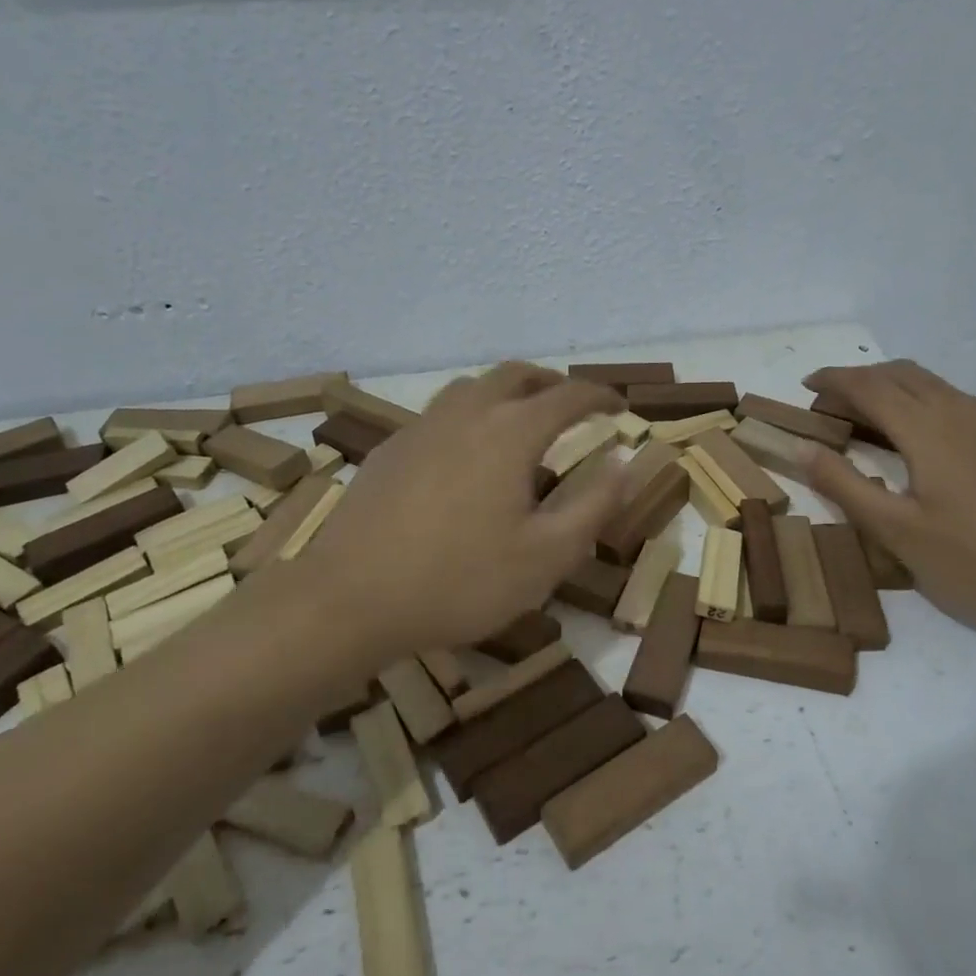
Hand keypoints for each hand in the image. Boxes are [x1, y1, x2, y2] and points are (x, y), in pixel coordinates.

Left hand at [304, 363, 626, 656]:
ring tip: (521, 420)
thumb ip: (594, 505)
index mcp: (510, 432)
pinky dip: (471, 414)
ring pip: (473, 387)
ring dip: (507, 392)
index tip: (618, 406)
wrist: (349, 600)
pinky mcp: (391, 449)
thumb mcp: (546, 556)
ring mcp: (422, 427)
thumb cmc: (460, 581)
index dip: (599, 396)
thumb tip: (625, 462)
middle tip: (573, 405)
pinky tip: (466, 454)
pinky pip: (442, 412)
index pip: (567, 395)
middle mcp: (467, 413)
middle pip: (517, 375)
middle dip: (552, 383)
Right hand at [800, 361, 975, 638]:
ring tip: (866, 420)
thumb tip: (803, 449)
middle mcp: (959, 409)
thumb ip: (845, 485)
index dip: (833, 380)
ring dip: (891, 388)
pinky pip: (954, 400)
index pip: (868, 385)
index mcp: (927, 427)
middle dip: (858, 380)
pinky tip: (919, 439)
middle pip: (899, 373)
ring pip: (930, 383)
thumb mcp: (897, 531)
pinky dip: (920, 402)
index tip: (805, 385)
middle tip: (829, 406)